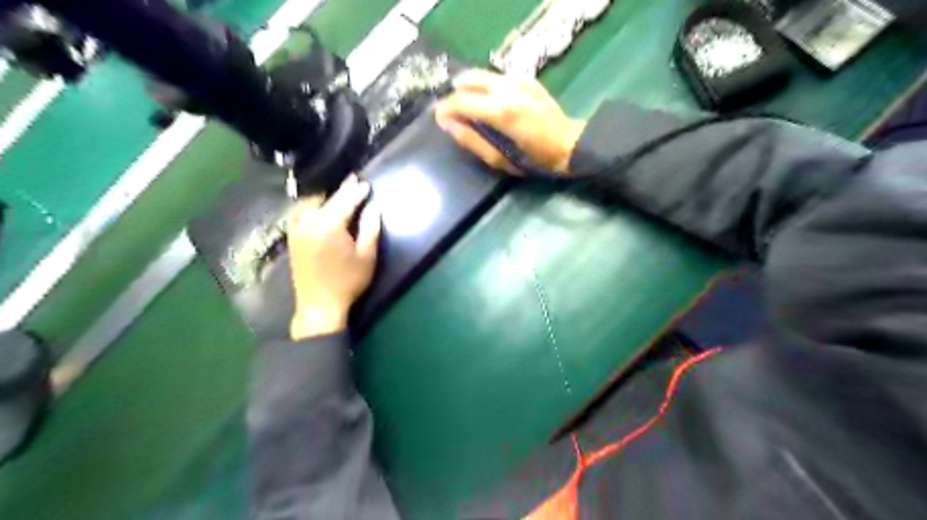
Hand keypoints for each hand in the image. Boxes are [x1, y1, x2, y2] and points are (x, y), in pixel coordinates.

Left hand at [287, 175, 379, 340]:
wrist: (319, 305)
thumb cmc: (348, 281)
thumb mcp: (367, 256)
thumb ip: (370, 228)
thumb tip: (373, 206)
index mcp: (329, 226)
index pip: (345, 201)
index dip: (356, 191)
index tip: (366, 183)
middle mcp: (309, 223)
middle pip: (327, 200)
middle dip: (341, 191)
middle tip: (353, 182)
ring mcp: (297, 230)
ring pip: (311, 204)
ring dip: (325, 197)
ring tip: (338, 194)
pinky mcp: (292, 238)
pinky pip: (300, 214)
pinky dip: (311, 207)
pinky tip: (318, 207)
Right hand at [435, 69, 584, 174]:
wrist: (569, 144)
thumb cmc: (534, 159)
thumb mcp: (499, 159)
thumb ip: (471, 140)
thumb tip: (447, 124)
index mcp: (500, 111)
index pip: (461, 100)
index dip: (445, 108)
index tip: (438, 117)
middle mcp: (507, 88)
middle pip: (468, 80)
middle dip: (454, 94)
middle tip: (451, 111)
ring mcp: (518, 79)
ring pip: (481, 74)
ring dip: (468, 87)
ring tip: (466, 105)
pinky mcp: (527, 78)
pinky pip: (496, 76)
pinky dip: (485, 85)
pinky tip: (487, 100)